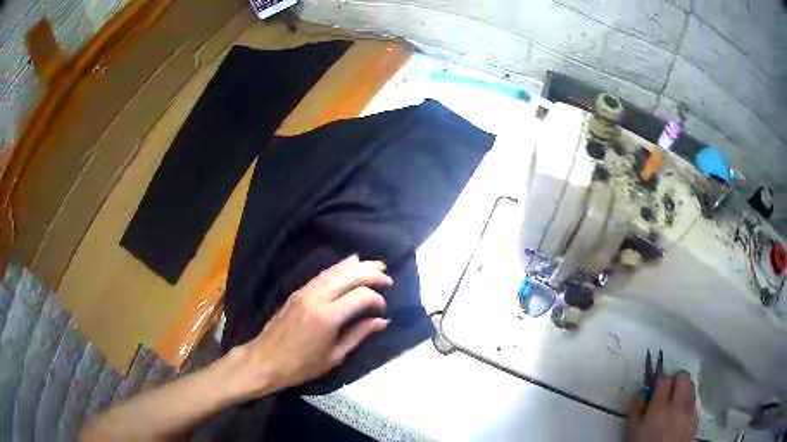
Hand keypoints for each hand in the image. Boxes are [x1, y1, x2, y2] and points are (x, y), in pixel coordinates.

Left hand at [228, 255, 391, 398]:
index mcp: (328, 316)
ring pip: (335, 269)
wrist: (265, 360)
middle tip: (388, 279)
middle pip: (350, 275)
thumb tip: (382, 321)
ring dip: (357, 266)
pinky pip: (323, 274)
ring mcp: (305, 291)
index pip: (361, 295)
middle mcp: (317, 297)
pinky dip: (340, 267)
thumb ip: (359, 335)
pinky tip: (349, 266)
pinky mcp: (298, 291)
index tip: (384, 310)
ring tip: (376, 266)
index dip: (378, 300)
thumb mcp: (335, 356)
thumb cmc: (301, 365)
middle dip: (372, 274)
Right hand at [626, 372, 697, 441]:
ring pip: (692, 388)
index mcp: (660, 407)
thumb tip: (639, 393)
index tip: (655, 387)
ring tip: (675, 403)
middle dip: (675, 380)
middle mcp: (678, 405)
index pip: (664, 378)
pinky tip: (680, 417)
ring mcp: (690, 413)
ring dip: (684, 391)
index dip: (659, 380)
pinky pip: (694, 405)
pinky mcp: (695, 422)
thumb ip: (636, 409)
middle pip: (683, 376)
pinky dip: (688, 406)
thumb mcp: (633, 431)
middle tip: (667, 391)